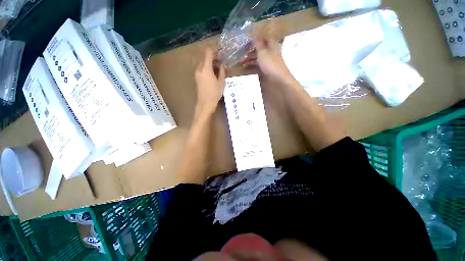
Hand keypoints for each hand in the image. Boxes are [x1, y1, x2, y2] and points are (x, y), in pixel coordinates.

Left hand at [195, 48, 225, 112]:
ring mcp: (197, 73)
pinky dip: (207, 68)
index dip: (214, 51)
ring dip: (210, 63)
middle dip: (213, 57)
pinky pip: (201, 68)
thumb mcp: (221, 82)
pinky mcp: (196, 77)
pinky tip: (213, 74)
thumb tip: (221, 65)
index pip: (208, 52)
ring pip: (203, 63)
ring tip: (218, 69)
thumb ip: (222, 71)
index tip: (220, 53)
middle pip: (205, 57)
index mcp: (206, 68)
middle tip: (220, 62)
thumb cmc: (215, 93)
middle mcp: (199, 68)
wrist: (205, 103)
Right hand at [243, 38, 296, 85]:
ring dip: (249, 59)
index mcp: (271, 46)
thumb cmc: (270, 63)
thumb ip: (258, 44)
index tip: (248, 39)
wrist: (277, 80)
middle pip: (259, 50)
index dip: (257, 38)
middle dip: (250, 50)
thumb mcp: (263, 52)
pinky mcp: (264, 71)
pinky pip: (256, 67)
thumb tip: (254, 37)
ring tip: (241, 62)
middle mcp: (269, 53)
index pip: (264, 39)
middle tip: (241, 52)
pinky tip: (245, 68)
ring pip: (257, 59)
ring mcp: (267, 63)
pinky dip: (251, 66)